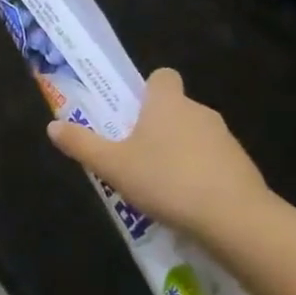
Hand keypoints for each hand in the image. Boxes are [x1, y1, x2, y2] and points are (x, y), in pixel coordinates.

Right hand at [46, 68, 278, 249]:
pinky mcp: (242, 165)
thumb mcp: (112, 165)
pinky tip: (187, 202)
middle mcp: (199, 111)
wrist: (234, 217)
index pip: (162, 76)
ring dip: (179, 152)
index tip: (133, 113)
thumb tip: (52, 126)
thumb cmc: (165, 180)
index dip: (148, 90)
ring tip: (160, 185)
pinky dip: (201, 174)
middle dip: (158, 127)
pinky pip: (213, 161)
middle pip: (176, 108)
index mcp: (167, 103)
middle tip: (135, 156)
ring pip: (195, 135)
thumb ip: (82, 144)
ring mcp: (225, 138)